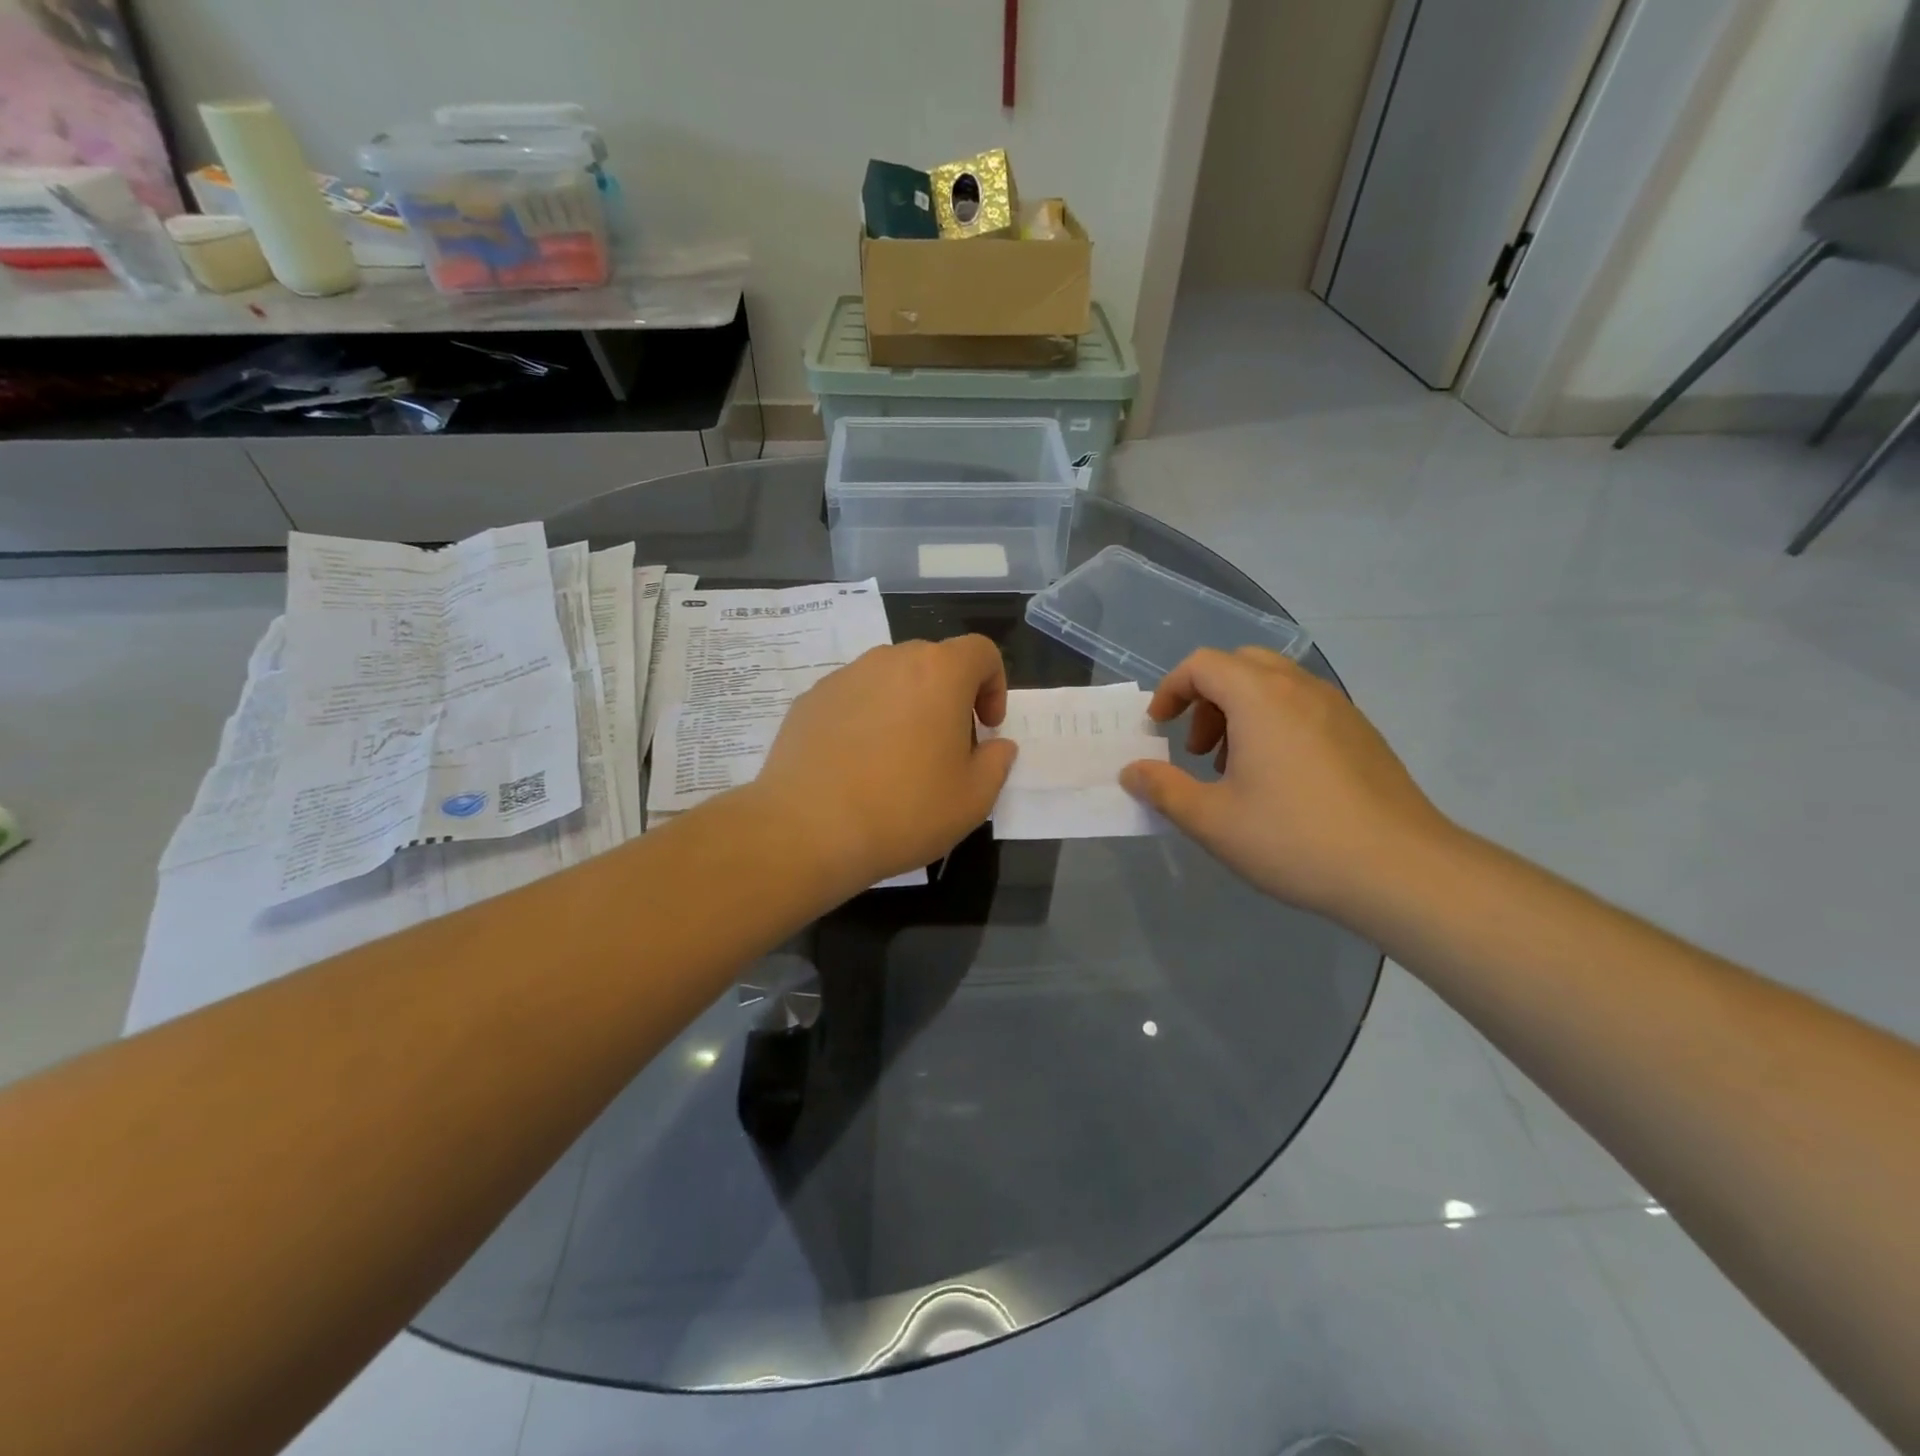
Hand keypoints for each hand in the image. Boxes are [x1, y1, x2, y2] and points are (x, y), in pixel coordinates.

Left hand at [751, 636, 1018, 891]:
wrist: (808, 828)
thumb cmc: (904, 810)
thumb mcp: (973, 799)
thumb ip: (996, 763)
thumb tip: (997, 746)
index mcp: (939, 673)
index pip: (980, 651)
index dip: (994, 685)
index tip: (986, 727)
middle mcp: (890, 660)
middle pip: (933, 661)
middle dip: (949, 695)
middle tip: (947, 745)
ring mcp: (844, 676)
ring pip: (889, 678)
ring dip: (906, 705)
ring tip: (898, 756)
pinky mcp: (810, 699)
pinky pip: (853, 698)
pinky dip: (866, 718)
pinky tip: (857, 764)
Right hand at [1119, 647, 1453, 918]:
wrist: (1401, 870)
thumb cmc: (1293, 839)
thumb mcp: (1212, 821)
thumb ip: (1164, 789)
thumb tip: (1131, 772)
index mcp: (1260, 698)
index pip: (1203, 664)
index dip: (1171, 690)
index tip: (1158, 728)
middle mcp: (1300, 689)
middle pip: (1241, 665)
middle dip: (1207, 698)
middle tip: (1197, 748)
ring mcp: (1338, 708)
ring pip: (1276, 685)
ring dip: (1242, 712)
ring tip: (1234, 768)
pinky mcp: (1362, 733)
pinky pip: (1305, 707)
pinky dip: (1276, 724)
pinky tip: (1280, 781)